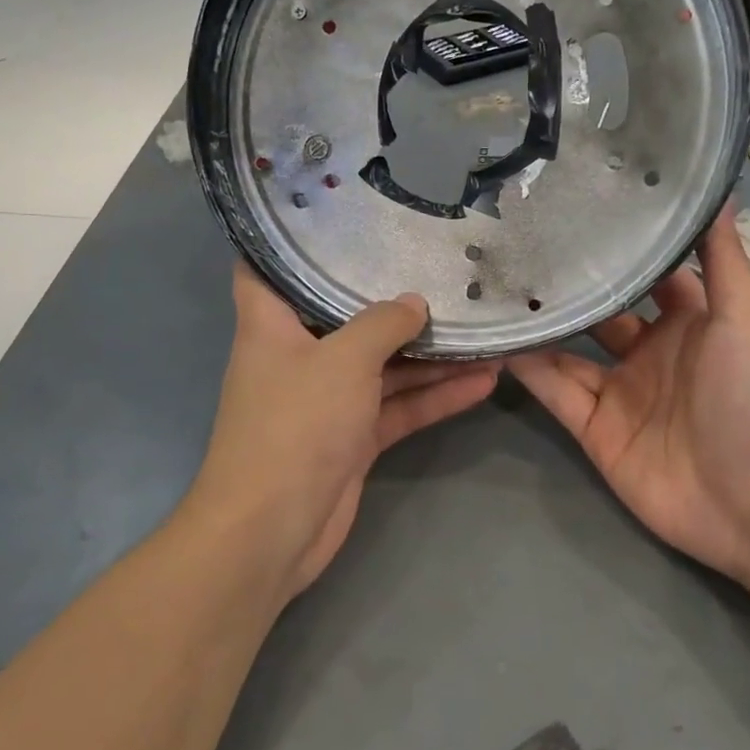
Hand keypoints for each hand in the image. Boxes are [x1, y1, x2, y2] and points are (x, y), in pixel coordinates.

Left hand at [189, 264, 499, 600]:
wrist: (273, 531)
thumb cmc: (296, 425)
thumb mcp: (343, 360)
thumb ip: (383, 324)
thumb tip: (414, 304)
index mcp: (270, 325)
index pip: (264, 267)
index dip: (289, 241)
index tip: (332, 218)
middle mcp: (297, 357)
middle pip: (343, 316)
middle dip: (388, 297)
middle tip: (437, 268)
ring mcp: (327, 401)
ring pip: (382, 366)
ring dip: (429, 353)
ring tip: (482, 327)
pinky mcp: (352, 438)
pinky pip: (398, 406)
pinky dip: (435, 396)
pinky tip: (485, 381)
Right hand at [509, 209, 749, 582]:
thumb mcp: (744, 317)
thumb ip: (722, 259)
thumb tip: (718, 192)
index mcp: (689, 323)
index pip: (648, 276)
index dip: (621, 249)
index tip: (579, 210)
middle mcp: (650, 353)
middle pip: (600, 312)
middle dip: (569, 286)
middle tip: (520, 248)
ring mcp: (619, 393)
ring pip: (568, 351)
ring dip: (540, 326)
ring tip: (495, 288)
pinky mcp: (595, 429)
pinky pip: (555, 392)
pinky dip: (529, 370)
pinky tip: (498, 340)